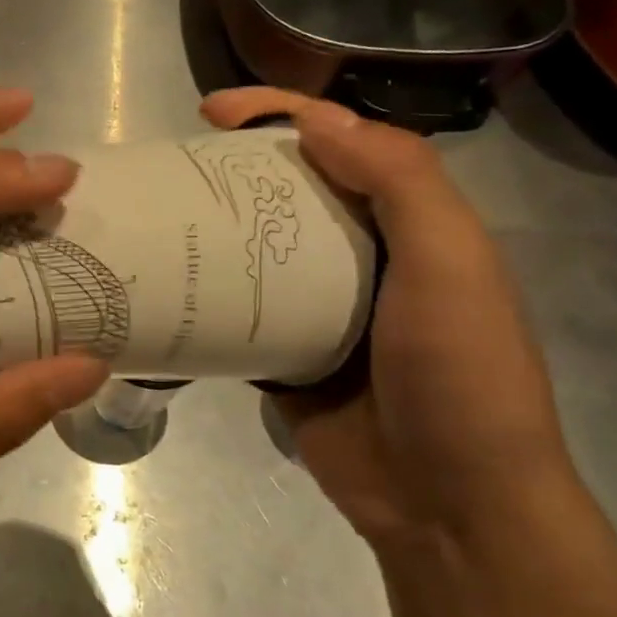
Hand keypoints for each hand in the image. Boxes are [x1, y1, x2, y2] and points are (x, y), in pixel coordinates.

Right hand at [201, 88, 570, 547]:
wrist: (449, 505)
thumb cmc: (459, 376)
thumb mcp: (450, 264)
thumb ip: (398, 181)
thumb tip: (316, 120)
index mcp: (408, 224)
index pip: (342, 144)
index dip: (282, 114)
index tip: (214, 111)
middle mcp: (362, 256)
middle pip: (289, 190)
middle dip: (235, 167)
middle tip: (173, 164)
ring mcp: (319, 309)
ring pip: (257, 248)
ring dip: (213, 227)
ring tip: (156, 215)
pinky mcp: (284, 355)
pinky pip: (238, 310)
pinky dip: (207, 293)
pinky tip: (164, 281)